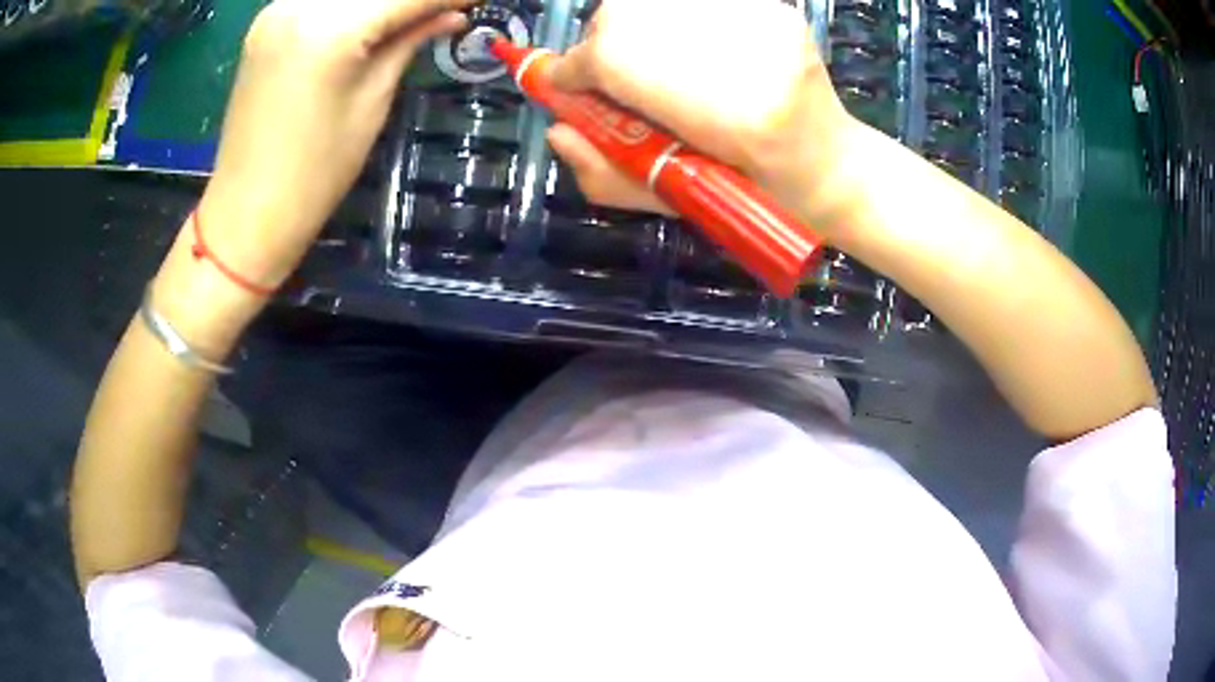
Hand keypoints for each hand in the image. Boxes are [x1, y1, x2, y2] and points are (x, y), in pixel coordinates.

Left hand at [200, 0, 472, 288]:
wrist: (248, 210)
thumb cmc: (315, 171)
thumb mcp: (372, 101)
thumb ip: (409, 41)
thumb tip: (454, 13)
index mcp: (328, 28)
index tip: (476, 0)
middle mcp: (298, 4)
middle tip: (445, 9)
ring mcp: (276, 10)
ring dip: (383, 0)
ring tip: (412, 14)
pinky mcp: (266, 22)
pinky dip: (352, 3)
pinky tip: (372, 14)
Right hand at [547, 0, 856, 226]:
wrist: (829, 164)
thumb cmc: (753, 194)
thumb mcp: (673, 199)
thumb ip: (605, 172)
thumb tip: (557, 131)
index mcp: (729, 118)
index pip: (606, 60)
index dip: (572, 71)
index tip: (565, 84)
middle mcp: (740, 52)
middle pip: (622, 15)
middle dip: (605, 44)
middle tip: (618, 73)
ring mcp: (761, 22)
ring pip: (656, 1)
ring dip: (640, 27)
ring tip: (660, 60)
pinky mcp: (775, 9)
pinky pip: (699, 2)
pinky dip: (679, 17)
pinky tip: (697, 47)